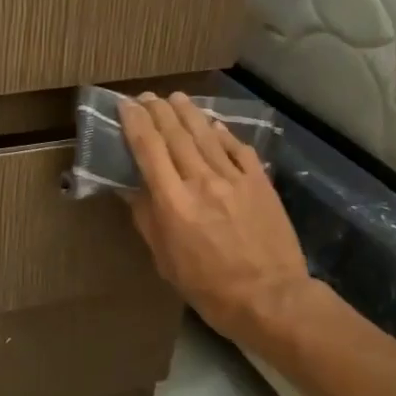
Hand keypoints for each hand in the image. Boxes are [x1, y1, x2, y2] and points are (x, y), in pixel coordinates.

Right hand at [120, 93, 313, 348]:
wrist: (270, 298)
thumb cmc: (208, 287)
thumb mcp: (165, 260)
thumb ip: (147, 219)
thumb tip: (131, 188)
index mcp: (173, 202)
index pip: (148, 149)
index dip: (135, 123)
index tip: (125, 105)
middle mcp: (201, 181)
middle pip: (175, 135)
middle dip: (158, 111)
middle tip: (147, 97)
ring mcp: (234, 179)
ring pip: (206, 135)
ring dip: (188, 113)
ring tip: (175, 98)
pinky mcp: (259, 182)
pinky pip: (237, 149)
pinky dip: (222, 133)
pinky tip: (214, 124)